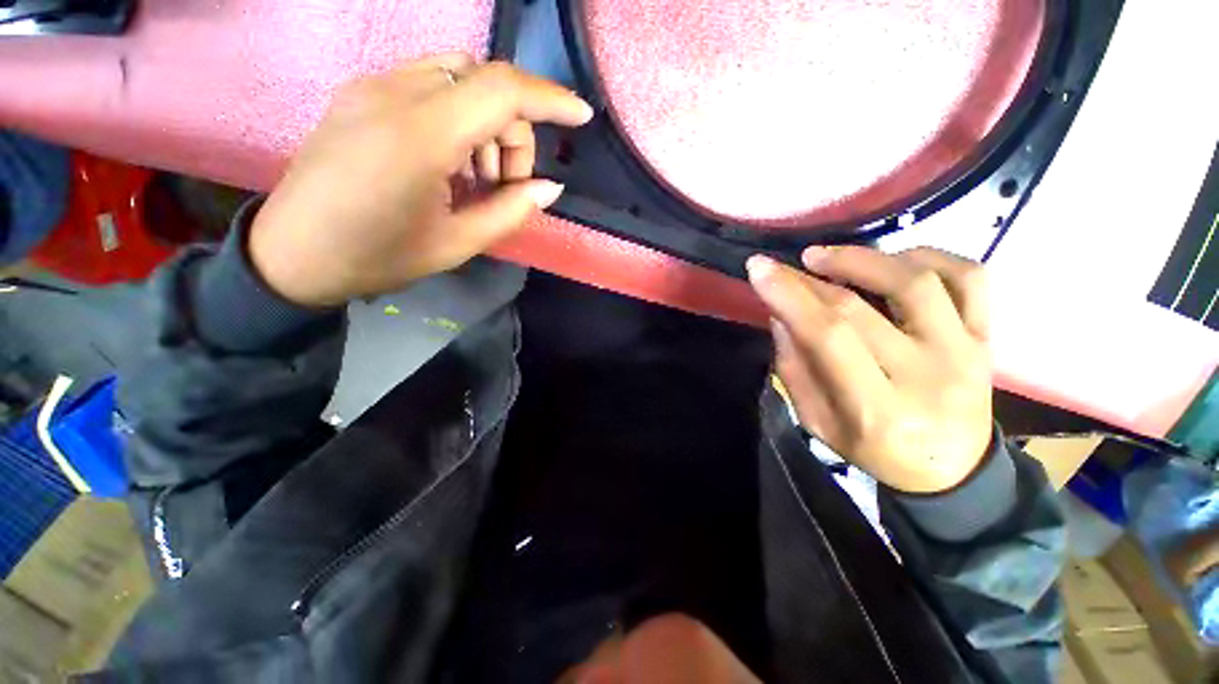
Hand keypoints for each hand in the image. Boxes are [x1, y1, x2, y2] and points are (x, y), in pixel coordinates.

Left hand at [249, 55, 593, 306]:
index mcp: (419, 137)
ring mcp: (371, 86)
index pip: (501, 90)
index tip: (580, 116)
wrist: (292, 253)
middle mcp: (393, 93)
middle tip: (504, 185)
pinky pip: (429, 84)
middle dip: (513, 132)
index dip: (550, 98)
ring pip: (459, 76)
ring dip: (486, 124)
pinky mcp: (359, 92)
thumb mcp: (457, 244)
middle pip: (485, 82)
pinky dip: (457, 117)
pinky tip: (447, 161)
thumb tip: (550, 187)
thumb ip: (511, 211)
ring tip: (474, 178)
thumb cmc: (378, 257)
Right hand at [747, 246, 992, 493]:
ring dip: (862, 258)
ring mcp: (965, 351)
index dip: (789, 295)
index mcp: (876, 408)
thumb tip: (781, 315)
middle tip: (783, 267)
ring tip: (824, 257)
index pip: (828, 335)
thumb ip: (794, 369)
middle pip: (860, 306)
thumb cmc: (875, 450)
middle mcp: (926, 375)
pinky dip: (928, 255)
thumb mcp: (817, 424)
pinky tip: (890, 261)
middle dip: (809, 278)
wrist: (952, 469)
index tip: (758, 268)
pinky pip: (969, 277)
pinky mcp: (986, 336)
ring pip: (917, 281)